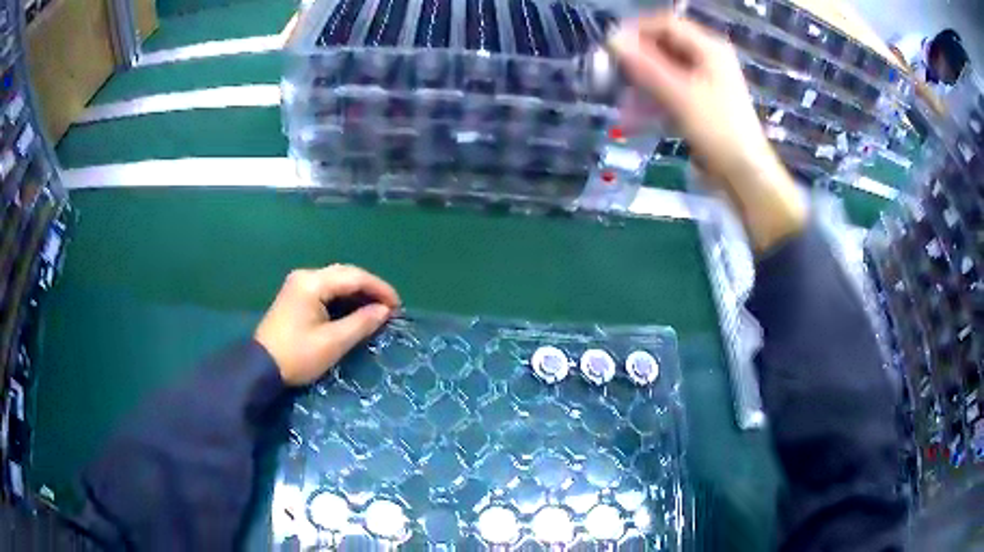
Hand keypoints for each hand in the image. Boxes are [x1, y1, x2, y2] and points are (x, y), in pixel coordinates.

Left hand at [255, 265, 400, 385]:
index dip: (379, 289)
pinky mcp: (295, 296)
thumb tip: (384, 311)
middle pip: (345, 274)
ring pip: (336, 280)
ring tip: (377, 309)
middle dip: (370, 288)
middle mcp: (305, 276)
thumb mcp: (333, 343)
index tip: (398, 306)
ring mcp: (298, 284)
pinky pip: (325, 289)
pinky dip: (343, 297)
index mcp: (312, 283)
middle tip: (389, 307)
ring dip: (357, 293)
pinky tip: (354, 310)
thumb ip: (361, 323)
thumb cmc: (297, 356)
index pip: (354, 277)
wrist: (260, 368)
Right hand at [609, 12, 806, 252]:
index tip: (610, 47)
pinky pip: (670, 89)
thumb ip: (645, 65)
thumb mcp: (679, 94)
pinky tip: (636, 115)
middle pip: (663, 46)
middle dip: (637, 61)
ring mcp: (704, 80)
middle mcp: (706, 58)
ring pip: (663, 69)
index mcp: (708, 48)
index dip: (636, 31)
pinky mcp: (700, 100)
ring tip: (623, 103)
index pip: (665, 24)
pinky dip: (653, 99)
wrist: (744, 173)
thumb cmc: (717, 129)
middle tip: (613, 76)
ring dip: (641, 83)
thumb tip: (612, 39)